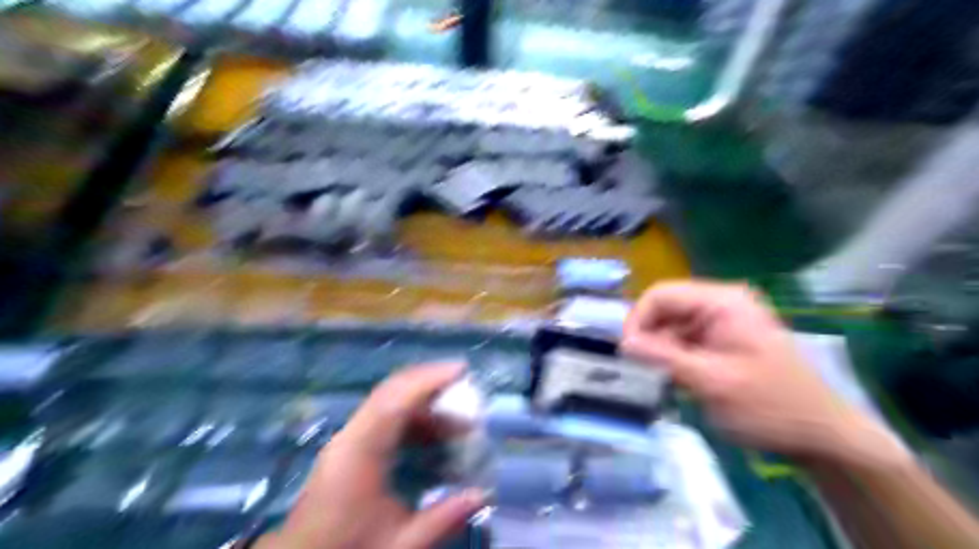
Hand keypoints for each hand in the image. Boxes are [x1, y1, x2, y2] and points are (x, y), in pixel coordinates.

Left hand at [259, 365, 485, 548]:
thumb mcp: (400, 544)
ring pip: (387, 402)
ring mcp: (347, 439)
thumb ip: (443, 518)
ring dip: (423, 402)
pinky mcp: (347, 447)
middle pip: (391, 391)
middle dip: (429, 380)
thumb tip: (482, 493)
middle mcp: (351, 436)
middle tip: (464, 382)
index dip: (430, 379)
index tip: (461, 370)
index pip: (396, 400)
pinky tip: (431, 436)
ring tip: (457, 419)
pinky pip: (382, 417)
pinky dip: (410, 416)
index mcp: (360, 451)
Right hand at [622, 283, 896, 467]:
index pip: (662, 294)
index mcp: (723, 302)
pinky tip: (678, 380)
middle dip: (649, 336)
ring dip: (661, 349)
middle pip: (666, 308)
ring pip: (672, 325)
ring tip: (662, 378)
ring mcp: (723, 321)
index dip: (638, 319)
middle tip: (642, 369)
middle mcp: (721, 303)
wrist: (822, 436)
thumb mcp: (712, 382)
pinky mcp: (723, 340)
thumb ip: (665, 357)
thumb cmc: (770, 406)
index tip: (626, 351)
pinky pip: (685, 340)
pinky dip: (674, 357)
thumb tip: (624, 342)